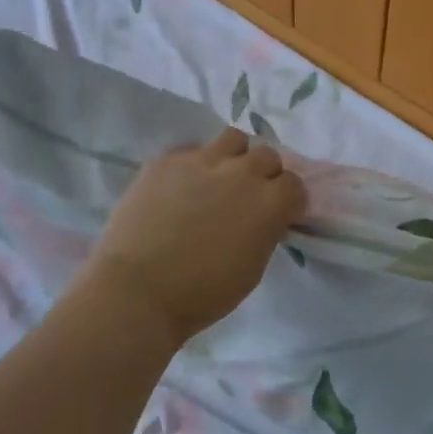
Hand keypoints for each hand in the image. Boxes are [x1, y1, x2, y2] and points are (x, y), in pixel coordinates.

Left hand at [79, 129, 305, 344]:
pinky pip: (191, 150)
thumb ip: (265, 232)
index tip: (277, 215)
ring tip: (219, 178)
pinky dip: (194, 165)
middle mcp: (243, 172)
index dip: (287, 201)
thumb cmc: (202, 294)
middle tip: (247, 197)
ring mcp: (203, 160)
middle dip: (264, 175)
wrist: (137, 290)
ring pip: (233, 139)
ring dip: (234, 157)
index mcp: (270, 203)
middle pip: (267, 156)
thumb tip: (262, 218)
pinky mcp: (168, 159)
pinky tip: (181, 187)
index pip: (295, 185)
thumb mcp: (252, 269)